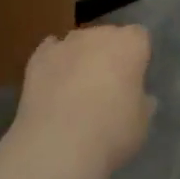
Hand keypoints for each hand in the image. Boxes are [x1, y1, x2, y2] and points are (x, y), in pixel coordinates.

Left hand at [9, 24, 155, 178]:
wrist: (58, 144)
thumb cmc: (112, 132)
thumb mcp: (142, 123)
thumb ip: (142, 102)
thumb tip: (138, 96)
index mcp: (130, 44)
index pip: (140, 37)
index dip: (138, 56)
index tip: (135, 79)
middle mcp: (98, 34)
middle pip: (107, 36)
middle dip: (109, 54)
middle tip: (108, 86)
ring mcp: (64, 43)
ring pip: (78, 43)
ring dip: (80, 58)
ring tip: (77, 90)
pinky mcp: (37, 58)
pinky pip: (50, 52)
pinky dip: (54, 64)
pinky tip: (54, 84)